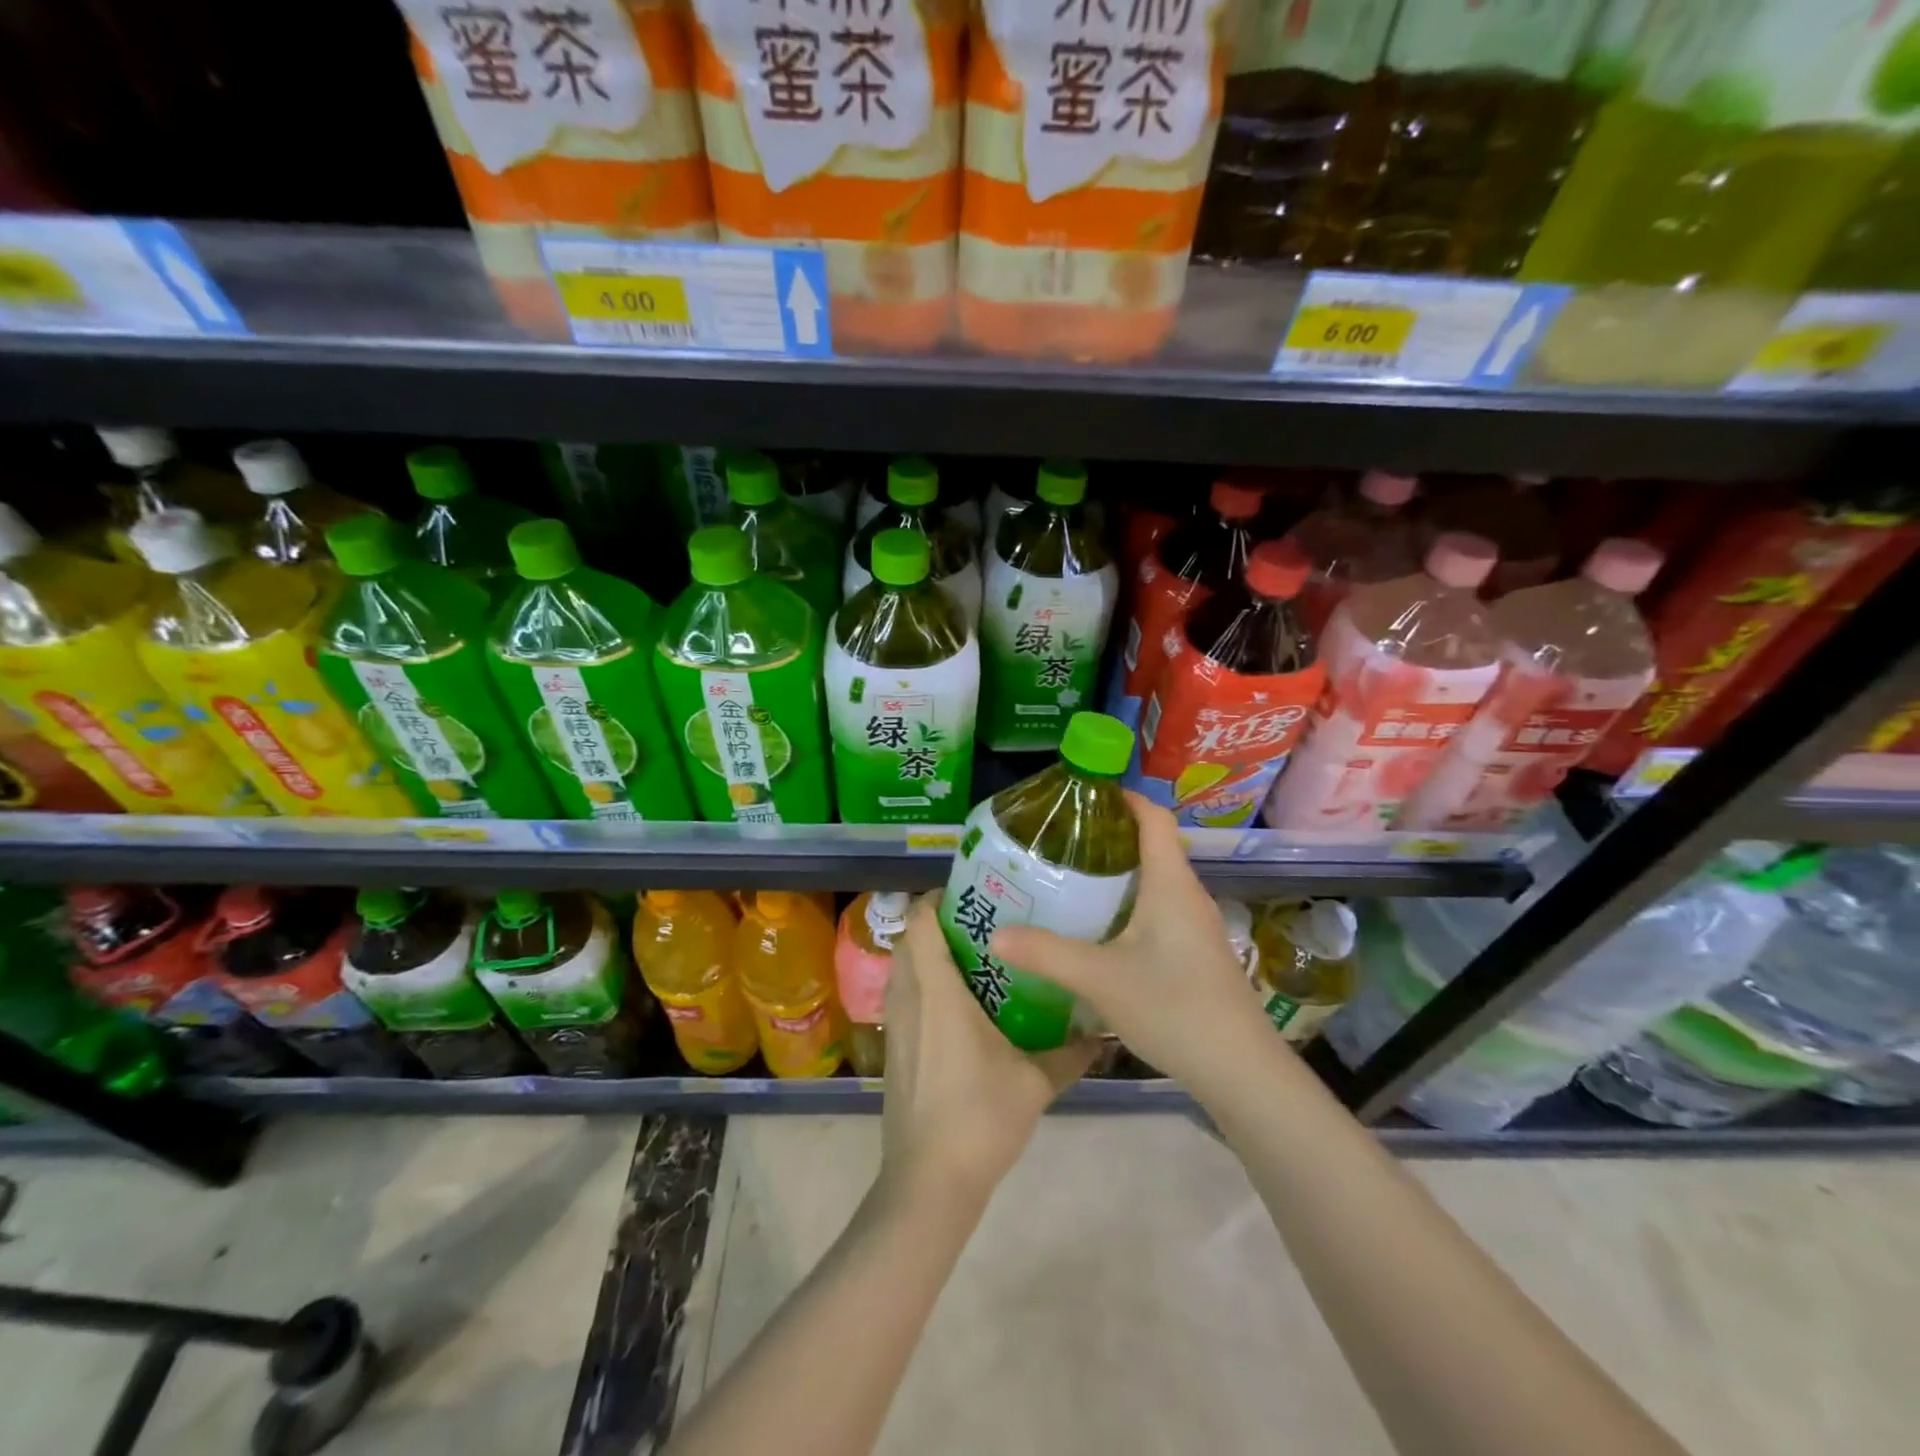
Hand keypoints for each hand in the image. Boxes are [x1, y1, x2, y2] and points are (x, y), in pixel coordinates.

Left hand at [880, 896, 1099, 1205]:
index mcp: (938, 993)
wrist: (929, 1182)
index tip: (972, 896)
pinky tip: (957, 1004)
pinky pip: (902, 995)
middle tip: (981, 923)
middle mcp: (910, 998)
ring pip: (902, 966)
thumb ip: (1071, 1054)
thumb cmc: (980, 1119)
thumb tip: (1105, 1034)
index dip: (937, 899)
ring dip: (927, 952)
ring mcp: (896, 1024)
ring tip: (972, 957)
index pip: (921, 922)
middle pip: (909, 938)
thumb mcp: (1034, 1084)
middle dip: (937, 922)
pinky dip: (922, 983)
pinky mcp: (893, 1048)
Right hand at [990, 792, 1273, 1087]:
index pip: (1154, 818)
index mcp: (1171, 884)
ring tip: (1070, 880)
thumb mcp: (1100, 978)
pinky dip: (1127, 905)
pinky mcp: (1195, 954)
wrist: (1240, 1072)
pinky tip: (1099, 931)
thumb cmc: (1174, 1008)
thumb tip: (996, 935)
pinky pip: (1158, 911)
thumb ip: (1046, 954)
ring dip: (1117, 875)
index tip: (1083, 794)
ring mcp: (1196, 927)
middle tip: (1059, 842)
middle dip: (1108, 837)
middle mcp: (1187, 896)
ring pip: (1154, 882)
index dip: (1123, 798)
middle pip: (1151, 847)